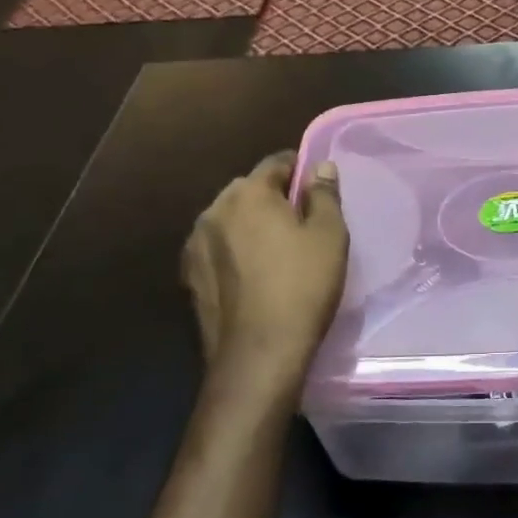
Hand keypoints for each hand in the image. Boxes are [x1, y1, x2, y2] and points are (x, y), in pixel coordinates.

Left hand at [180, 152, 347, 405]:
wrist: (258, 354)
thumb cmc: (302, 286)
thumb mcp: (329, 235)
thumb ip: (324, 194)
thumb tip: (320, 167)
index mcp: (248, 193)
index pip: (276, 162)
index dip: (300, 169)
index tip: (317, 186)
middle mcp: (214, 210)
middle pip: (249, 189)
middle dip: (272, 197)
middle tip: (301, 221)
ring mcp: (195, 245)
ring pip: (230, 219)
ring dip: (250, 224)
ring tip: (276, 249)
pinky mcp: (189, 276)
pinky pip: (217, 249)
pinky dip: (234, 251)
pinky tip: (253, 273)